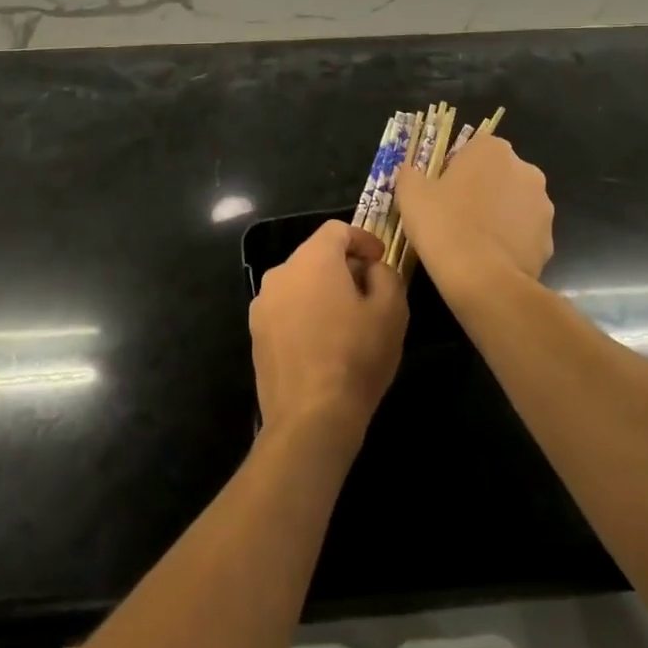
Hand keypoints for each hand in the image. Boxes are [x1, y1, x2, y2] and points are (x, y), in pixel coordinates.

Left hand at [250, 222, 407, 441]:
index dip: (363, 239)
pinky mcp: (256, 333)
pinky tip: (322, 343)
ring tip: (346, 321)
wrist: (310, 418)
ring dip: (322, 290)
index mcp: (313, 260)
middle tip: (369, 292)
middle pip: (316, 255)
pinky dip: (305, 313)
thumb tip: (372, 269)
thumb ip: (386, 275)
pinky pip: (285, 309)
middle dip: (343, 266)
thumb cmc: (356, 358)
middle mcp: (281, 273)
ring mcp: (263, 304)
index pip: (337, 230)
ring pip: (299, 283)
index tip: (381, 259)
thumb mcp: (391, 311)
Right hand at [394, 135, 553, 295]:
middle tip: (455, 216)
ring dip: (499, 215)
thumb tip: (411, 172)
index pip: (473, 149)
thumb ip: (410, 174)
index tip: (441, 192)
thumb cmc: (443, 225)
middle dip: (482, 190)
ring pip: (515, 204)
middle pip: (498, 174)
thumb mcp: (411, 195)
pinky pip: (525, 234)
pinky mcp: (549, 239)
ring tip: (473, 241)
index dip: (456, 170)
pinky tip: (490, 259)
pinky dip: (511, 242)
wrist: (481, 279)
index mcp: (492, 150)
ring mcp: (543, 205)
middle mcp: (525, 170)